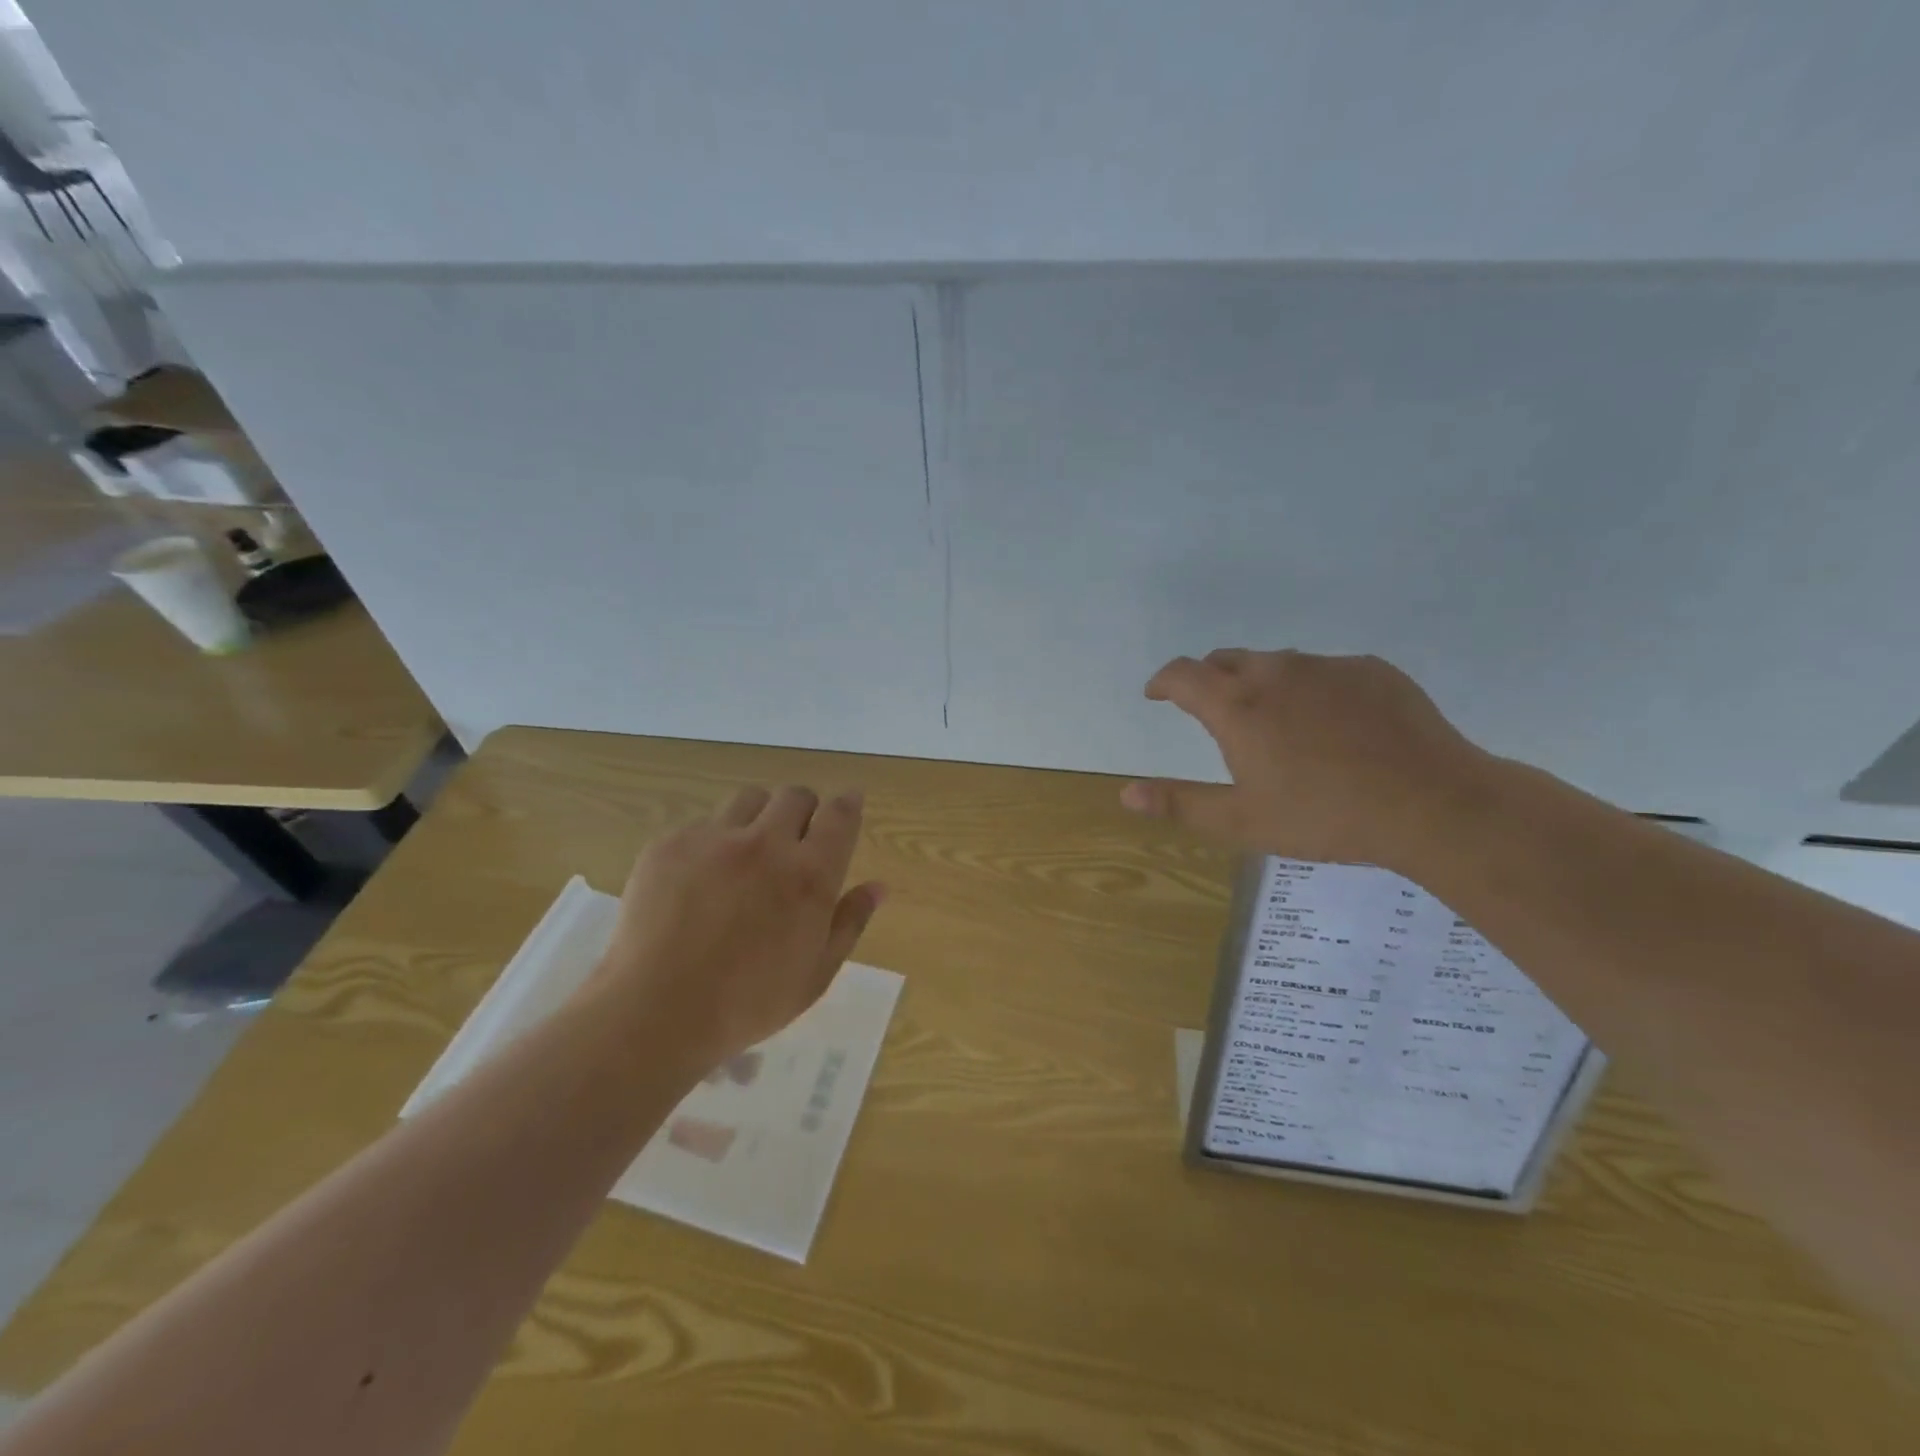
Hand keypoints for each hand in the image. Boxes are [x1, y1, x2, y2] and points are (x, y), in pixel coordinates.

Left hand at [586, 785, 884, 1074]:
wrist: (654, 1013)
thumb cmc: (748, 1003)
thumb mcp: (815, 974)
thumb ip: (850, 922)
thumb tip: (878, 886)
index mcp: (808, 875)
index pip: (839, 814)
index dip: (848, 803)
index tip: (849, 804)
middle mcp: (765, 843)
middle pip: (794, 795)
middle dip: (804, 810)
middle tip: (795, 842)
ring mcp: (713, 839)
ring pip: (748, 799)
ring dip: (759, 817)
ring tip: (747, 854)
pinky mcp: (670, 844)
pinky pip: (702, 824)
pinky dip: (712, 841)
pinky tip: (699, 881)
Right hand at [1120, 649, 1496, 869]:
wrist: (1432, 804)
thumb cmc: (1324, 816)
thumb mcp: (1241, 821)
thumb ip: (1179, 802)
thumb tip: (1125, 793)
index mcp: (1237, 706)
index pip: (1183, 674)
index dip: (1163, 681)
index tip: (1157, 694)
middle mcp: (1276, 672)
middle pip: (1227, 660)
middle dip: (1210, 680)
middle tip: (1213, 711)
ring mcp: (1328, 667)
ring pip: (1278, 663)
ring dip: (1262, 683)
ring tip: (1276, 721)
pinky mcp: (1372, 670)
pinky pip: (1326, 671)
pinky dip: (1312, 689)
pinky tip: (1333, 724)